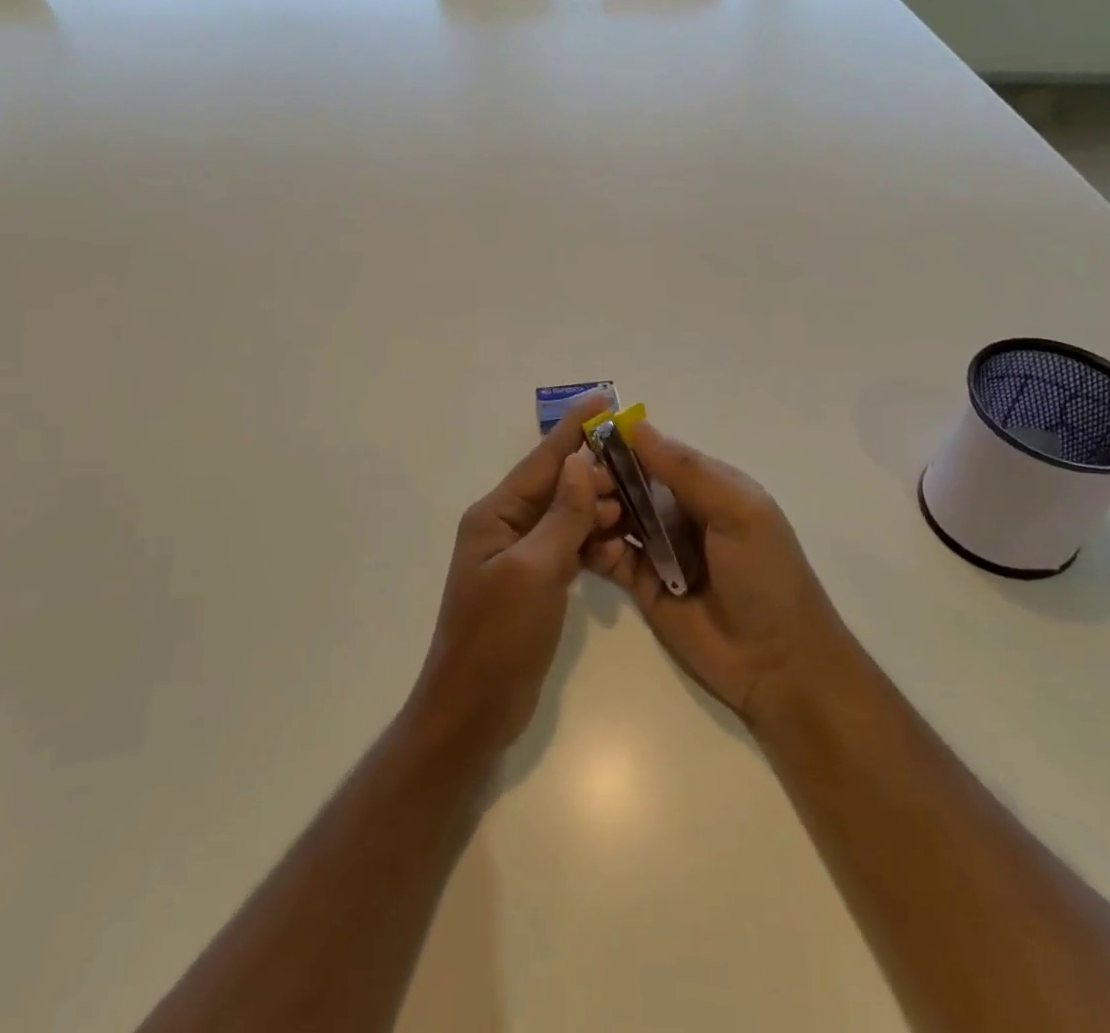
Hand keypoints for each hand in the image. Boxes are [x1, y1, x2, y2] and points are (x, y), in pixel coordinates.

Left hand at [409, 395, 621, 756]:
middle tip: (636, 475)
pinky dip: (592, 544)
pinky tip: (617, 551)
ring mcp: (520, 555)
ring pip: (567, 516)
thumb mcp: (534, 571)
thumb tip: (581, 461)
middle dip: (595, 475)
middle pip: (557, 485)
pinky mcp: (534, 581)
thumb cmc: (498, 637)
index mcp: (495, 514)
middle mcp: (506, 526)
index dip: (574, 428)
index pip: (542, 460)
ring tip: (631, 514)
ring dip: (597, 511)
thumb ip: (562, 515)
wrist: (474, 710)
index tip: (604, 399)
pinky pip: (569, 547)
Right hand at [585, 418, 855, 727]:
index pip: (656, 453)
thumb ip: (686, 471)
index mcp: (707, 486)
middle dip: (604, 480)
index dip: (623, 445)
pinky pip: (611, 556)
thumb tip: (636, 424)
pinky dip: (597, 547)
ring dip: (597, 511)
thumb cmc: (766, 575)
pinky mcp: (643, 584)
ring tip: (591, 519)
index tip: (589, 442)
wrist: (778, 663)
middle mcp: (679, 511)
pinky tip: (597, 548)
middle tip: (585, 489)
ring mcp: (660, 548)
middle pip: (630, 483)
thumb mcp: (737, 511)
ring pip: (616, 516)